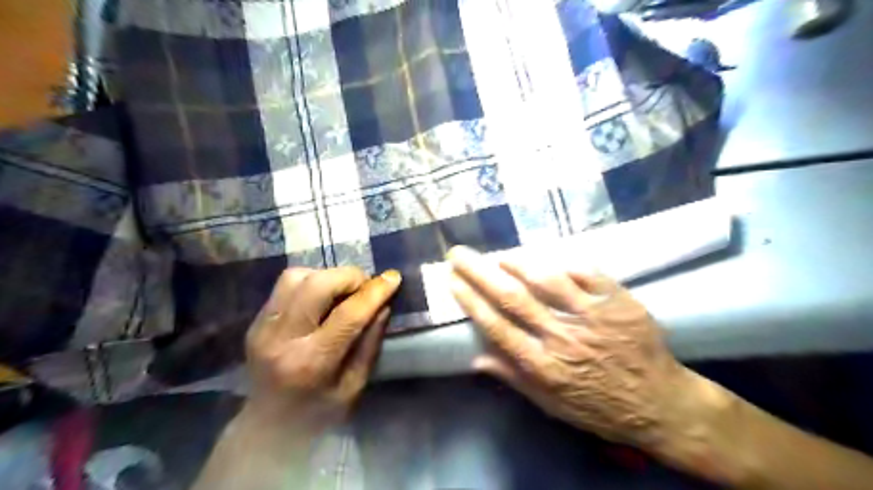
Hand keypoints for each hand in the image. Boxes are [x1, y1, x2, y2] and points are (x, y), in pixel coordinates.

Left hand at [239, 269, 400, 436]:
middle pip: (317, 285)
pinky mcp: (256, 322)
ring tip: (342, 291)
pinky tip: (322, 298)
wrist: (266, 429)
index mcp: (312, 362)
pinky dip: (310, 281)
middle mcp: (282, 339)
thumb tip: (383, 305)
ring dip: (327, 276)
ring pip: (296, 277)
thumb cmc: (318, 414)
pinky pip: (284, 285)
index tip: (393, 278)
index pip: (347, 315)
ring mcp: (263, 327)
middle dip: (349, 277)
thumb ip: (370, 343)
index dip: (374, 292)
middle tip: (365, 287)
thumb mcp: (354, 386)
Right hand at [446, 246, 703, 451]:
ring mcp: (593, 317)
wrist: (660, 404)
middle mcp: (563, 338)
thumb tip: (476, 359)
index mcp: (544, 365)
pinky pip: (587, 274)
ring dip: (518, 262)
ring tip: (500, 255)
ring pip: (547, 279)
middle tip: (458, 253)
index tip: (452, 280)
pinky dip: (564, 264)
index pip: (497, 326)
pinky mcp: (619, 303)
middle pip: (513, 297)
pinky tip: (549, 260)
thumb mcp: (551, 405)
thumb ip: (514, 378)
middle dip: (479, 272)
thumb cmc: (598, 407)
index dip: (471, 300)